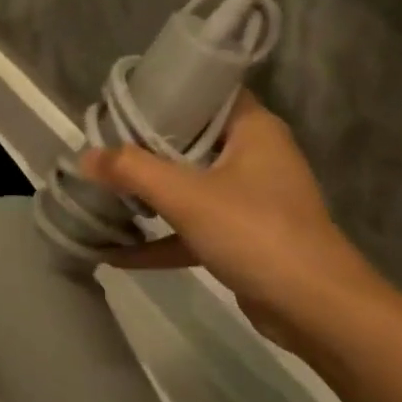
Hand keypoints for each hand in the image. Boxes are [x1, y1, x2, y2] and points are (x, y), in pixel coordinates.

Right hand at [80, 92, 397, 352]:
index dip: (166, 91)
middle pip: (191, 140)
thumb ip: (132, 171)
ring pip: (190, 186)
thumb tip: (84, 156)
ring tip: (101, 192)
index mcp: (253, 130)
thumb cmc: (255, 232)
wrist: (317, 310)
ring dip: (149, 194)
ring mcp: (249, 200)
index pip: (207, 92)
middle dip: (144, 146)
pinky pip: (193, 228)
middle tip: (100, 145)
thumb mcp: (187, 196)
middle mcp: (254, 156)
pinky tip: (116, 253)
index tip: (121, 100)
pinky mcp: (243, 239)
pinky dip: (160, 238)